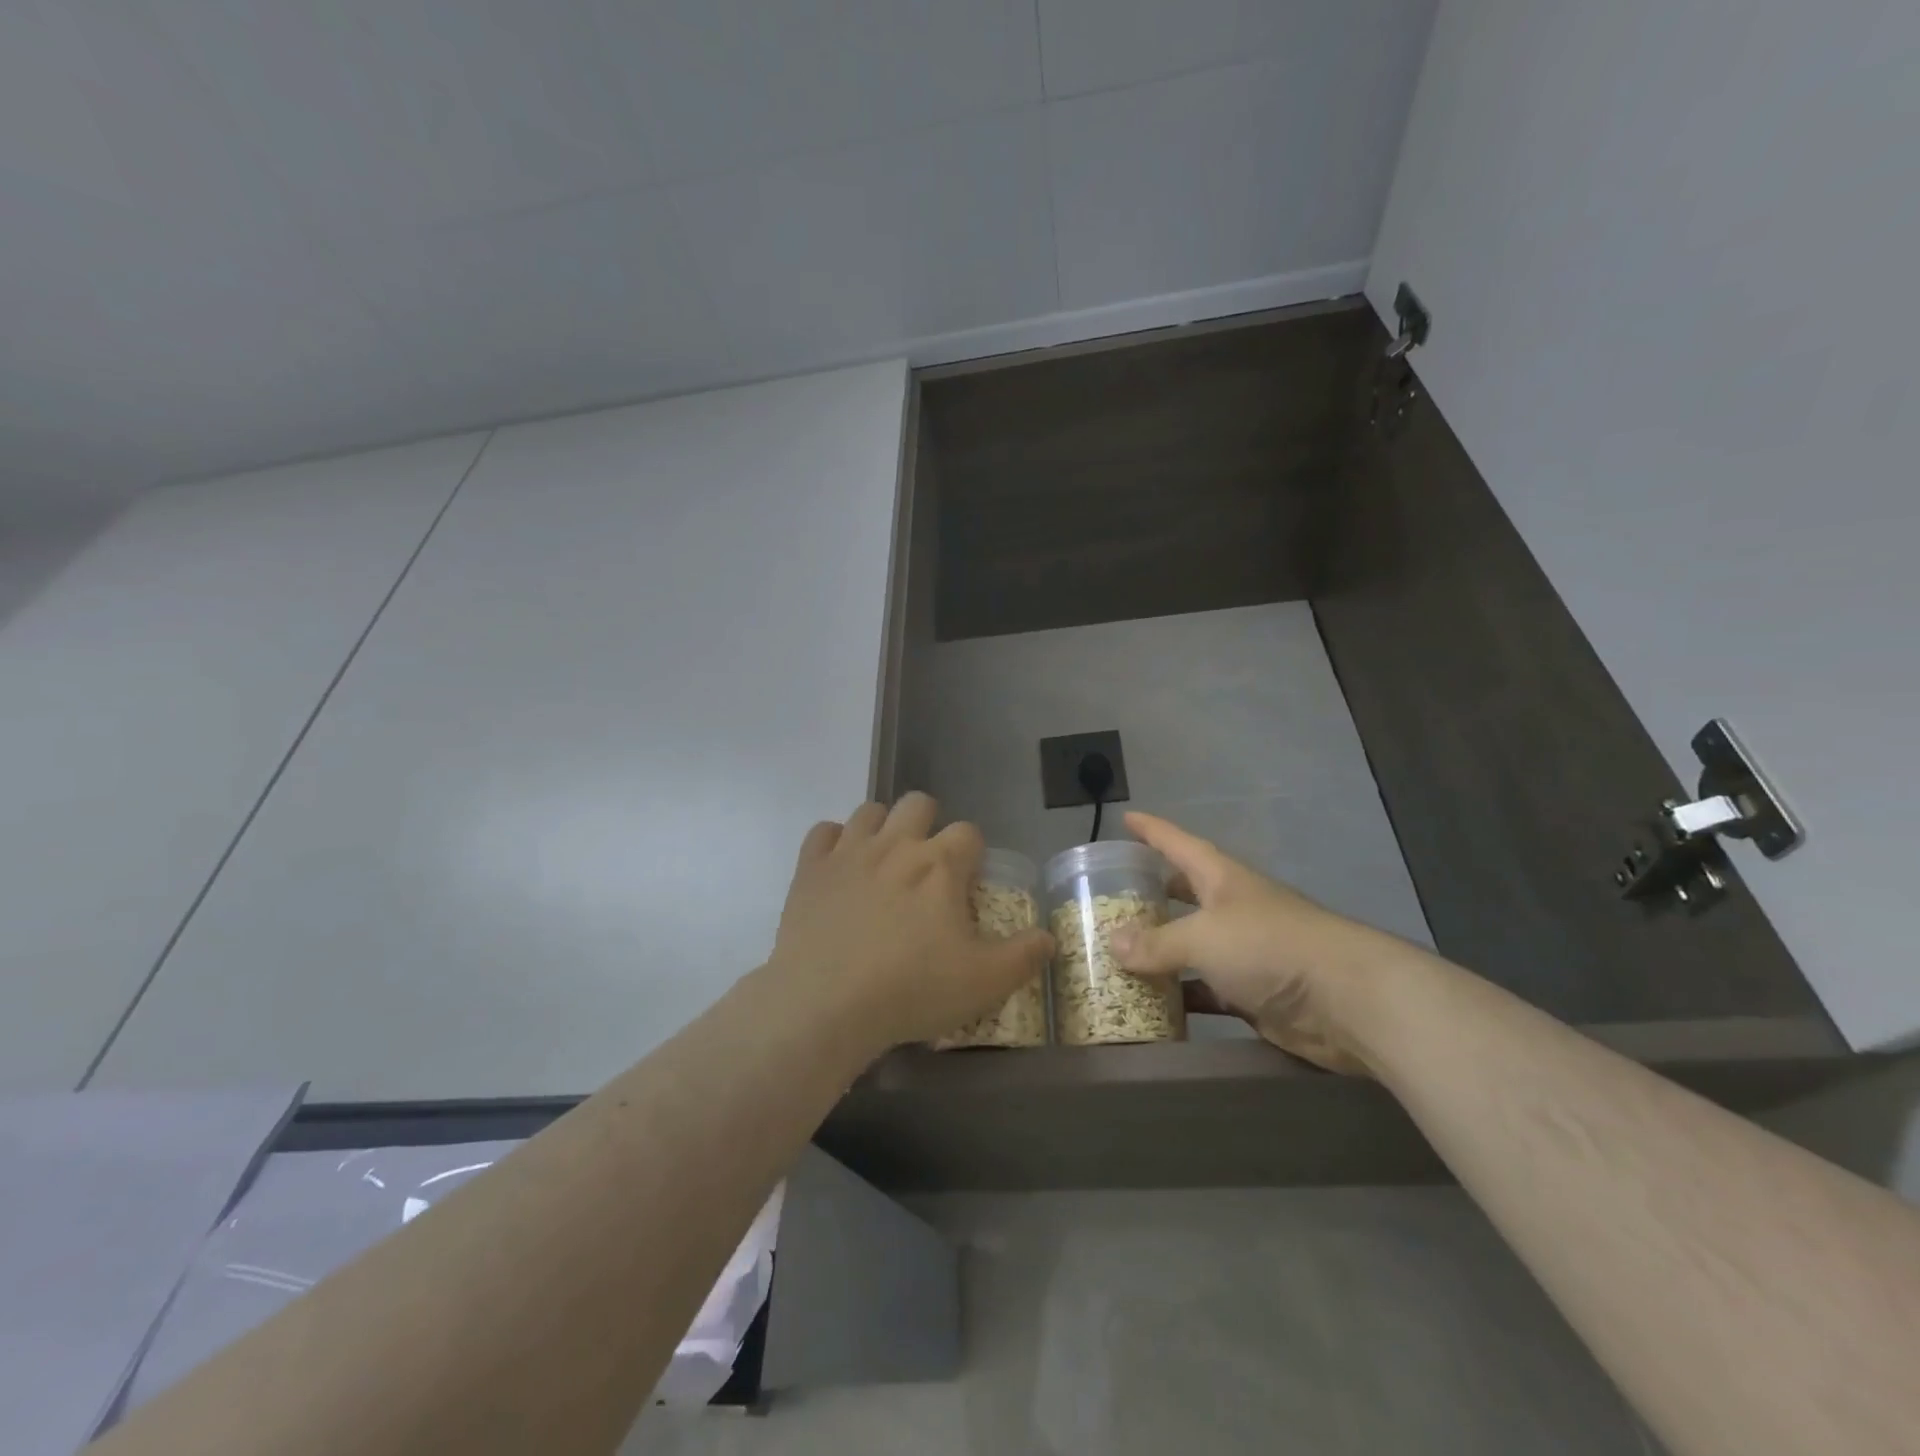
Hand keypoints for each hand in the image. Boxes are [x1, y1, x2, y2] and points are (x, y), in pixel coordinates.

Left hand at [769, 793, 1054, 1054]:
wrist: (826, 1004)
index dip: (972, 854)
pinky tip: (839, 867)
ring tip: (883, 863)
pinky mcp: (809, 868)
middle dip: (928, 824)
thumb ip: (1024, 956)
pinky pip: (822, 831)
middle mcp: (896, 844)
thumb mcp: (984, 982)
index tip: (967, 883)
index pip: (968, 833)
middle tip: (926, 867)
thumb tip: (1049, 938)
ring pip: (870, 810)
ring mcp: (848, 851)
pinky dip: (833, 842)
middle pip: (918, 803)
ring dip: (882, 827)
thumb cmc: (912, 989)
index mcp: (940, 864)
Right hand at [1110, 811, 1394, 1073]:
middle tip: (1114, 897)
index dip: (1151, 830)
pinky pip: (1205, 990)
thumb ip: (1157, 943)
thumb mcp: (1203, 937)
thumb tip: (1113, 945)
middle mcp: (1232, 909)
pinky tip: (1151, 1005)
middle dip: (1153, 892)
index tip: (1125, 818)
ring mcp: (1244, 952)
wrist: (1346, 1001)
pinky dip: (1181, 995)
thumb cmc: (1269, 947)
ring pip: (1191, 945)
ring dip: (1161, 950)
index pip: (1178, 843)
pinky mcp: (1252, 993)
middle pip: (1185, 892)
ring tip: (1117, 953)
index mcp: (1221, 879)